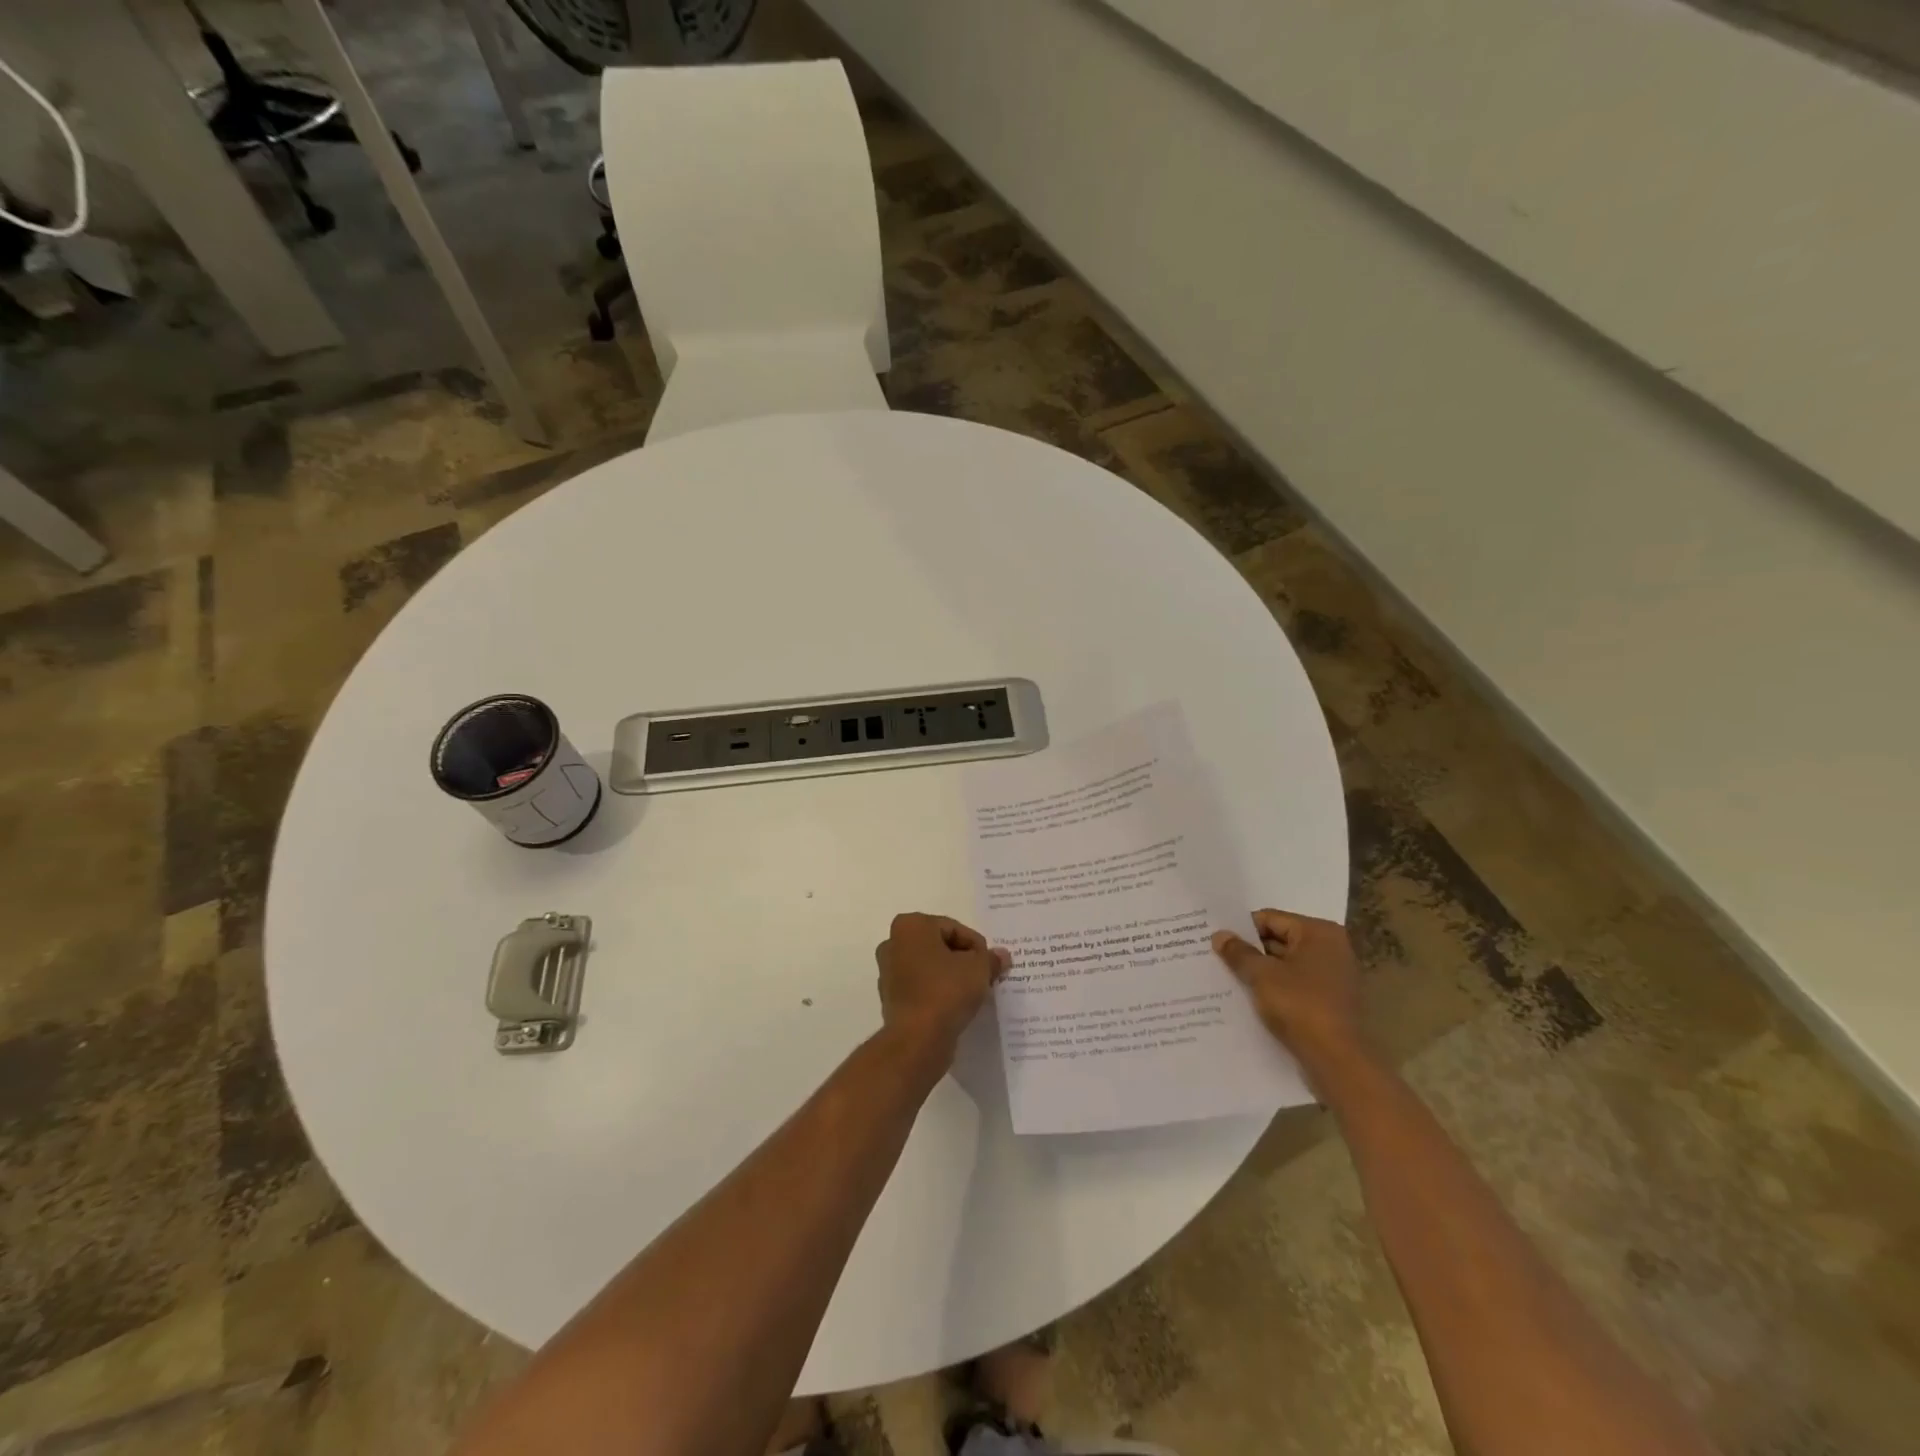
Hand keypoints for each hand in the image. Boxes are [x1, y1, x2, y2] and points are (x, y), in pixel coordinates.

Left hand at [875, 913, 1010, 1061]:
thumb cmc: (946, 991)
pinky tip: (955, 1006)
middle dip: (962, 959)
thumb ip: (990, 958)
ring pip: (930, 967)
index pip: (954, 928)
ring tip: (972, 993)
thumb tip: (1002, 955)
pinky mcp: (891, 999)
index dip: (976, 946)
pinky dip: (937, 992)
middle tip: (983, 976)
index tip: (989, 964)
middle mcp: (893, 943)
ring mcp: (889, 972)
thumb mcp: (979, 969)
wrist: (918, 1039)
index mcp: (911, 926)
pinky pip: (921, 988)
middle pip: (939, 946)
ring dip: (950, 976)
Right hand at [1212, 910, 1369, 1089]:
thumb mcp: (1262, 976)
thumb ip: (1239, 952)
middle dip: (1249, 951)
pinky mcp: (1330, 1003)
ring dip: (1260, 972)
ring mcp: (1333, 977)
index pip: (1270, 919)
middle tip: (1215, 957)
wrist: (1339, 1062)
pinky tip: (1248, 999)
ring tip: (1226, 978)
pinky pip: (1295, 987)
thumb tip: (1220, 935)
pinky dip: (1274, 990)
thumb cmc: (1301, 1007)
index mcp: (1319, 933)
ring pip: (1285, 966)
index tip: (1216, 939)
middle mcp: (1331, 949)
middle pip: (1279, 941)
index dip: (1241, 929)